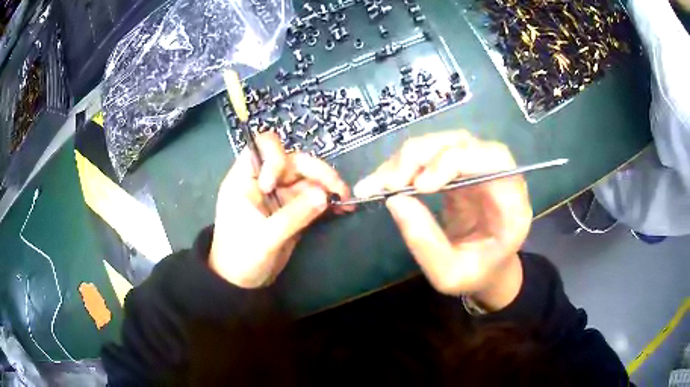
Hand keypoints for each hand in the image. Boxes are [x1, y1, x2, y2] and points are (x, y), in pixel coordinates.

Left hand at [210, 132, 353, 287]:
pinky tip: (343, 208)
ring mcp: (279, 195)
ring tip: (346, 201)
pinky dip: (327, 201)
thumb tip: (325, 195)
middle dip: (316, 172)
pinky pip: (312, 198)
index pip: (261, 148)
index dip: (275, 158)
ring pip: (307, 180)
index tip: (275, 184)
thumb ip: (294, 215)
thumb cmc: (241, 257)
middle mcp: (263, 181)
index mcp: (245, 180)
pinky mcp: (291, 209)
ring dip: (328, 186)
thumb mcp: (265, 237)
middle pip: (292, 162)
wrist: (241, 283)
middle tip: (339, 188)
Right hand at [354, 131, 531, 309]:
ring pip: (442, 143)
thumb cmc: (475, 274)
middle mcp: (498, 177)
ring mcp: (477, 170)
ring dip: (407, 158)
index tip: (421, 185)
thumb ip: (426, 244)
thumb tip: (395, 200)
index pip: (496, 159)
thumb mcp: (449, 275)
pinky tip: (381, 181)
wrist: (486, 269)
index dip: (456, 160)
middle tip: (390, 182)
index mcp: (512, 205)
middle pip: (463, 142)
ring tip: (379, 184)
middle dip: (422, 155)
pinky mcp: (458, 170)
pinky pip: (429, 155)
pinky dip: (402, 165)